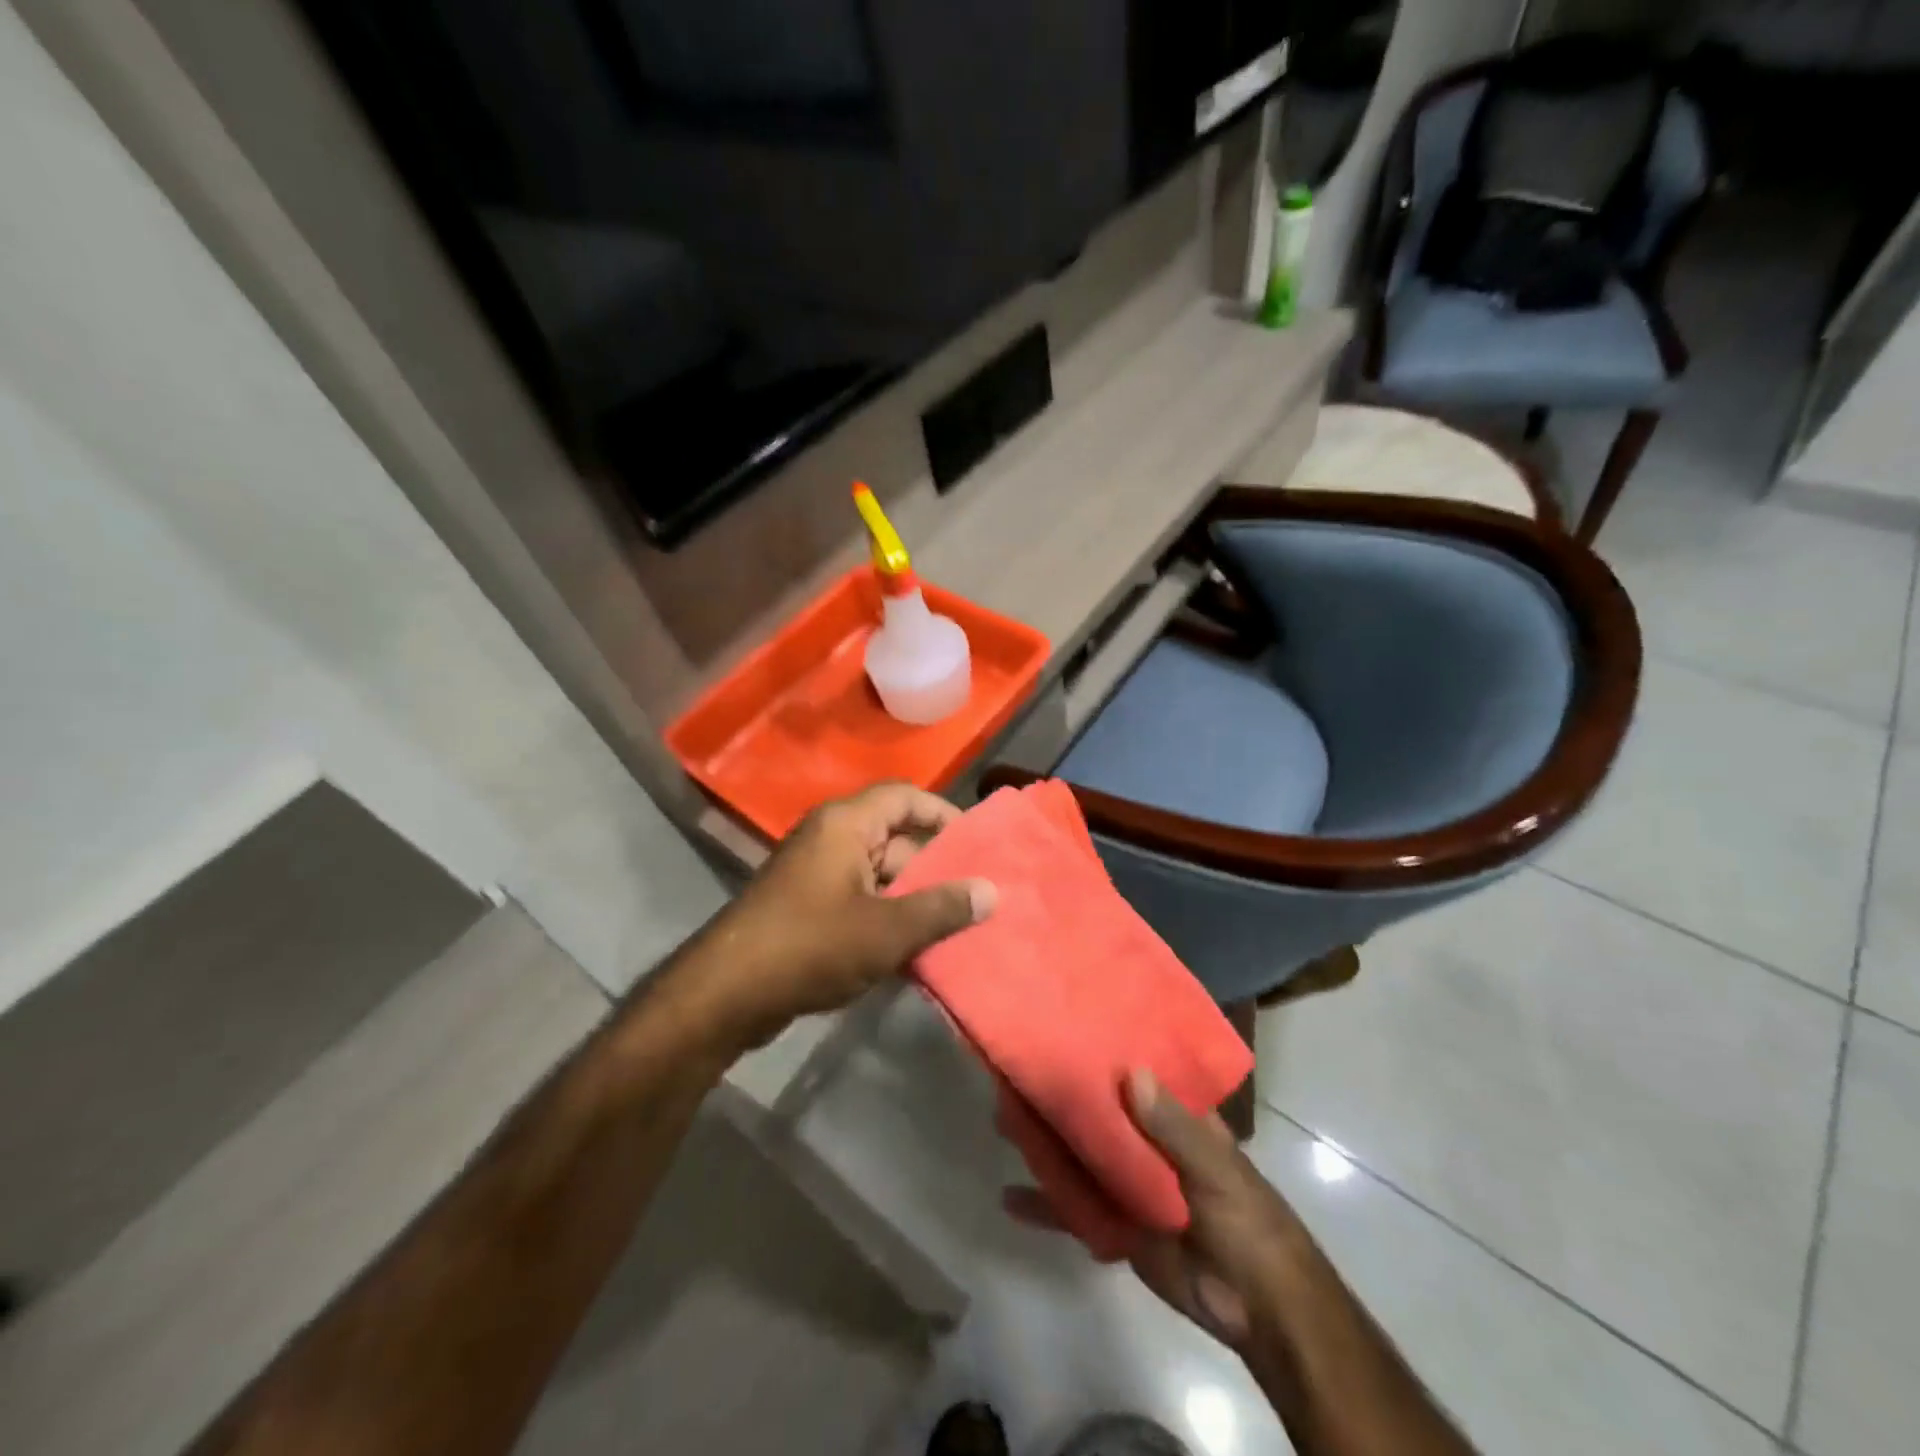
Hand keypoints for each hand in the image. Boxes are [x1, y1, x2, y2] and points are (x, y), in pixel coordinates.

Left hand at [693, 783, 995, 1046]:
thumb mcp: (886, 930)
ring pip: (879, 873)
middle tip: (976, 895)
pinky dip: (888, 916)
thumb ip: (942, 908)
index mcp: (846, 824)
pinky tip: (916, 949)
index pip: (905, 797)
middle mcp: (830, 838)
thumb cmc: (811, 946)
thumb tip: (991, 891)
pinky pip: (860, 899)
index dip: (943, 814)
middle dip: (935, 865)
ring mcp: (816, 872)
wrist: (726, 994)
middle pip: (895, 836)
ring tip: (956, 925)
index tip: (978, 844)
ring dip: (914, 897)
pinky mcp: (807, 906)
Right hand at [1006, 1069, 1305, 1350]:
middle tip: (1015, 1071)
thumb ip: (1174, 1127)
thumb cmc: (1246, 1220)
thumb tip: (1131, 1074)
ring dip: (1044, 1141)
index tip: (1062, 1024)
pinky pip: (1071, 1207)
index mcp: (1172, 1115)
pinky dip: (1043, 1203)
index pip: (1132, 1071)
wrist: (1258, 1307)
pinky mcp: (1113, 1222)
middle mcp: (1143, 1139)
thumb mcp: (1215, 1168)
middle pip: (1095, 1111)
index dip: (1101, 1050)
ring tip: (1002, 1120)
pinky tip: (1008, 1197)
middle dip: (1059, 1095)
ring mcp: (1125, 1181)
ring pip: (1077, 1154)